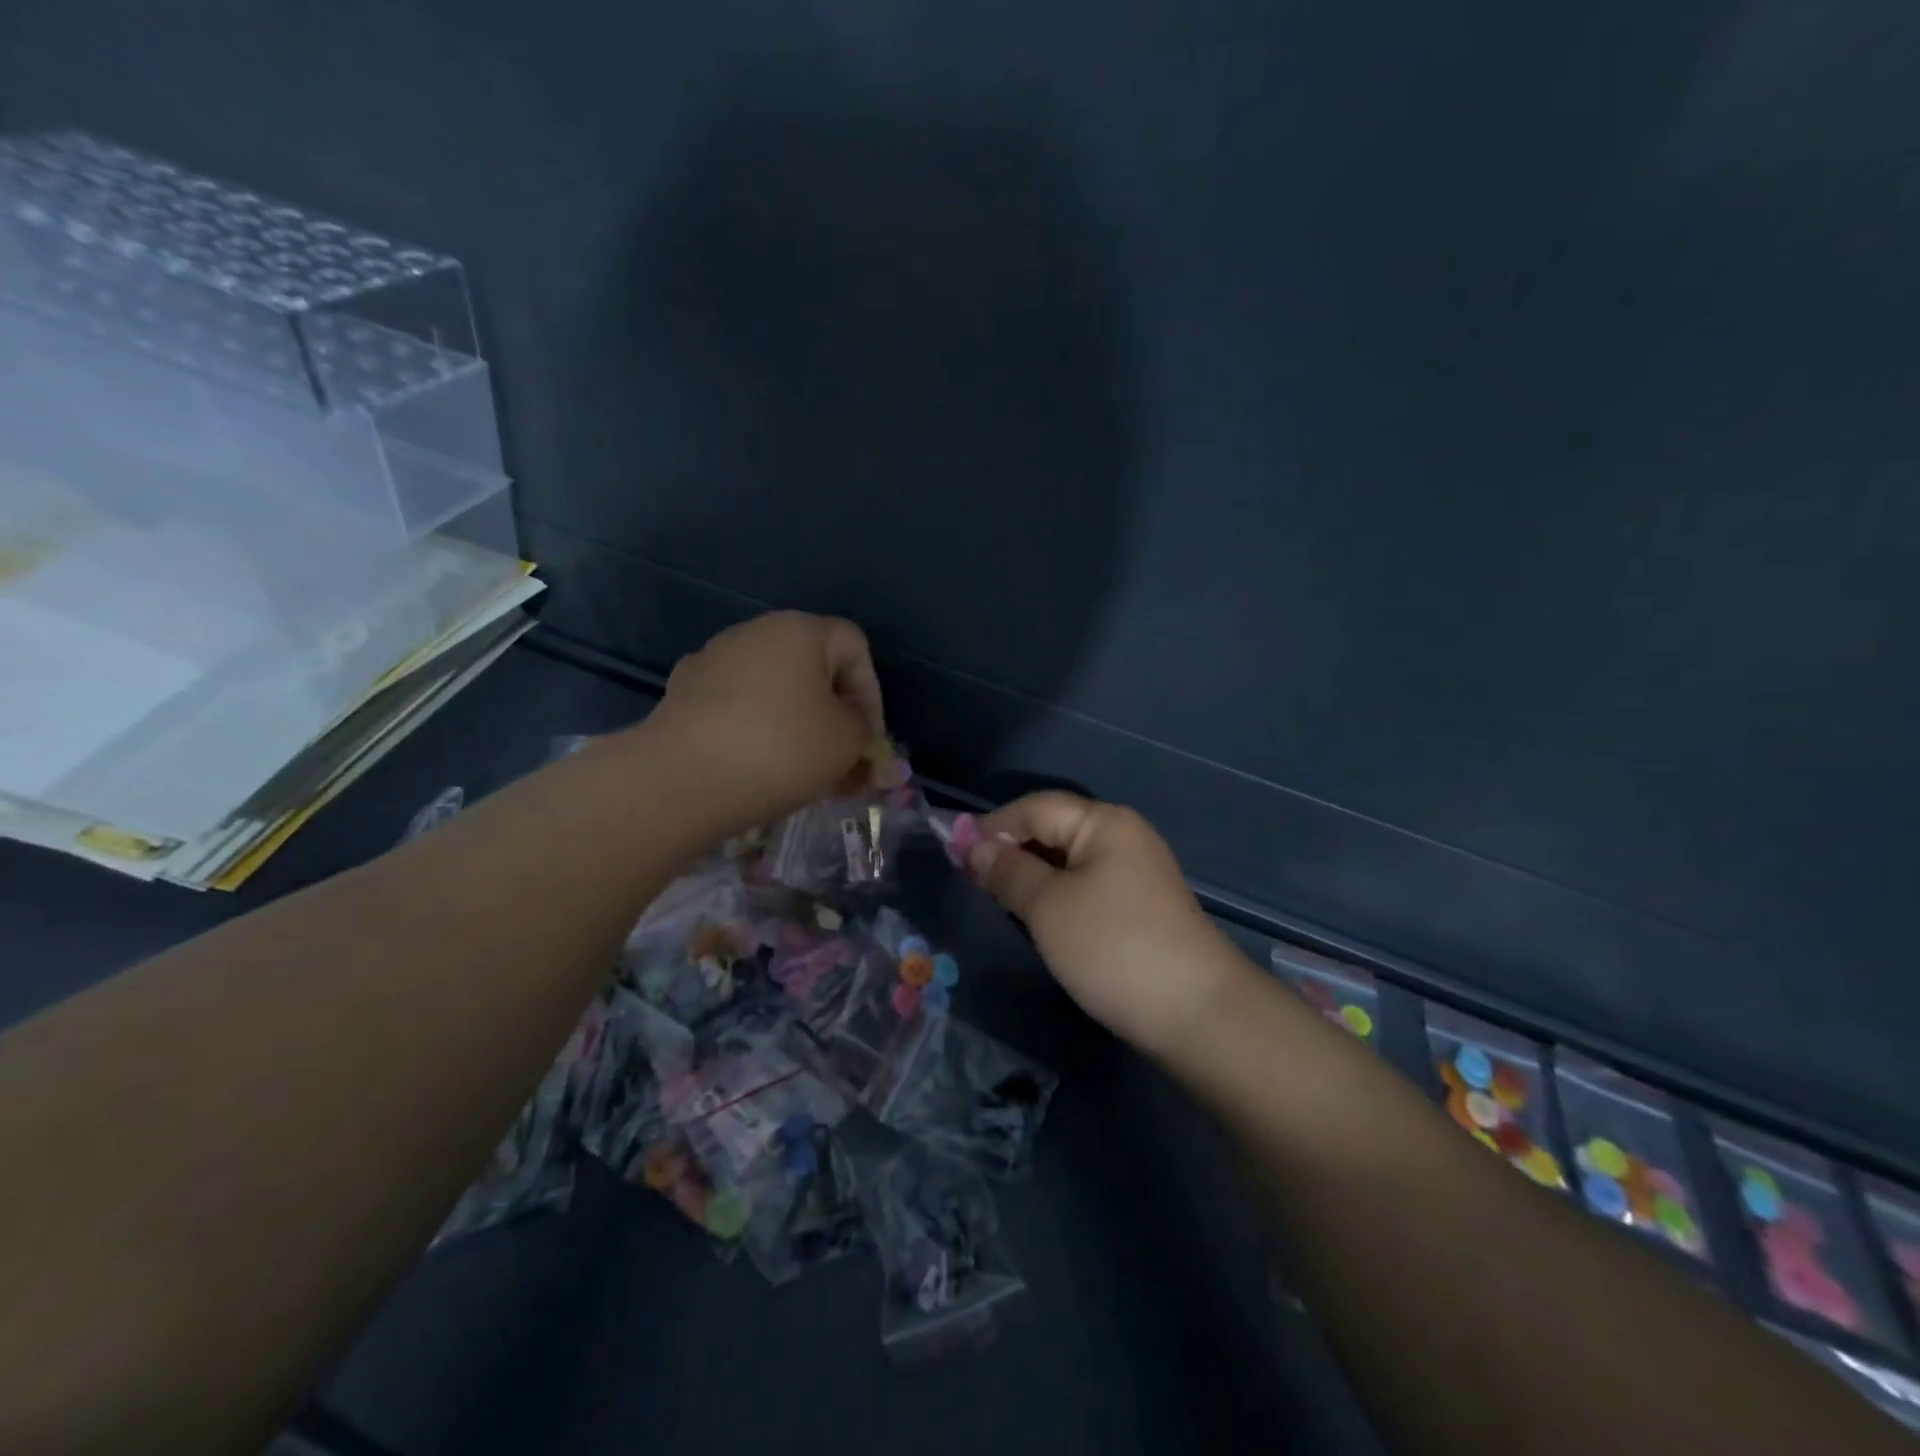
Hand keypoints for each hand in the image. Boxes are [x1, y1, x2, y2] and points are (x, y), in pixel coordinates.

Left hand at [648, 612, 884, 831]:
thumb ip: (864, 729)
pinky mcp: (683, 695)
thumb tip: (854, 727)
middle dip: (835, 717)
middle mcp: (753, 633)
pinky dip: (758, 732)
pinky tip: (760, 768)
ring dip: (799, 727)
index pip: (855, 647)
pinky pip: (739, 709)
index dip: (872, 694)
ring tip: (804, 774)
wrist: (680, 780)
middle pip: (813, 670)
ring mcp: (712, 661)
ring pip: (776, 692)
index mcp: (798, 630)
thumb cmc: (780, 749)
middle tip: (843, 762)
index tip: (868, 739)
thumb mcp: (847, 741)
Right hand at [967, 792, 1251, 1057]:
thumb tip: (975, 847)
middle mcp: (1123, 837)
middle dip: (1010, 851)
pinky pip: (1085, 888)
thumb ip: (1008, 871)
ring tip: (996, 900)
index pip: (1035, 807)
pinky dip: (1055, 897)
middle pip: (1053, 830)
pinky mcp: (1139, 909)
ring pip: (1068, 862)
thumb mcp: (1048, 906)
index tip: (952, 853)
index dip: (992, 826)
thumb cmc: (1112, 946)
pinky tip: (1037, 919)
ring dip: (1031, 876)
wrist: (1196, 1013)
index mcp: (1104, 822)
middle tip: (969, 881)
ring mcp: (1135, 874)